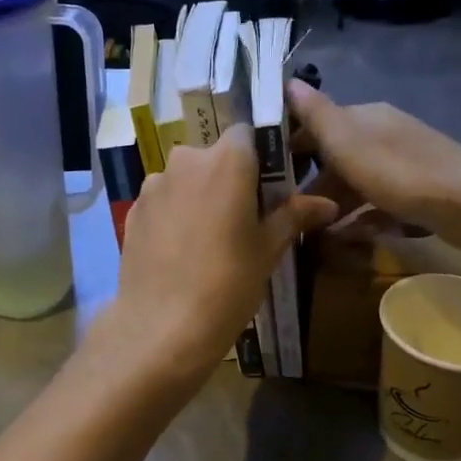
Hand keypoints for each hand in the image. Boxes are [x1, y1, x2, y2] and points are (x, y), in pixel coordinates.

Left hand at [98, 128, 336, 383]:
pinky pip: (163, 201)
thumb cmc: (228, 284)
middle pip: (213, 156)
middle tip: (244, 217)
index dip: (259, 154)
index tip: (269, 183)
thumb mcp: (268, 250)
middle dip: (229, 178)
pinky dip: (175, 215)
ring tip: (210, 238)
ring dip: (199, 196)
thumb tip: (327, 203)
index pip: (247, 133)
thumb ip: (294, 216)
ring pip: (185, 179)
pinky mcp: (132, 211)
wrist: (162, 327)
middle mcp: (186, 160)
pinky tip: (182, 251)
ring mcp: (154, 186)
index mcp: (227, 160)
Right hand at [286, 82, 460, 251]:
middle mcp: (383, 133)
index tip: (268, 172)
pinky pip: (378, 201)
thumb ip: (316, 116)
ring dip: (335, 204)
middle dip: (312, 182)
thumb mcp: (348, 143)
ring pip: (356, 182)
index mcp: (365, 117)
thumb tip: (287, 81)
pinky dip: (361, 217)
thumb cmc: (400, 173)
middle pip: (336, 156)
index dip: (291, 145)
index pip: (317, 123)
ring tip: (314, 232)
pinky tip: (350, 238)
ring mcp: (403, 163)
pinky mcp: (419, 191)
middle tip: (289, 211)